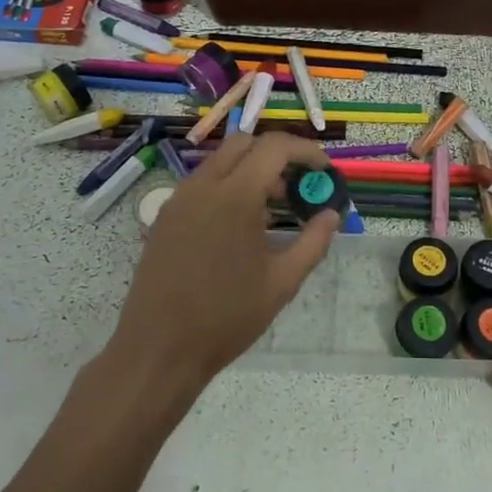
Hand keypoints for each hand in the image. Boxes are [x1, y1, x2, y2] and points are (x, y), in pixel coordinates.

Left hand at [108, 133, 340, 392]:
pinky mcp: (165, 217)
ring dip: (251, 171)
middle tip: (298, 186)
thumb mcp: (282, 282)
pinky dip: (228, 187)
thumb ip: (313, 242)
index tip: (324, 172)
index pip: (274, 147)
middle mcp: (203, 186)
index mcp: (234, 196)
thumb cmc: (226, 317)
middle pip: (245, 143)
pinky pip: (202, 184)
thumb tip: (332, 215)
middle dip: (277, 155)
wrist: (159, 349)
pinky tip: (240, 227)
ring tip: (273, 210)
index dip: (306, 151)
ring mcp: (179, 199)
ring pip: (220, 161)